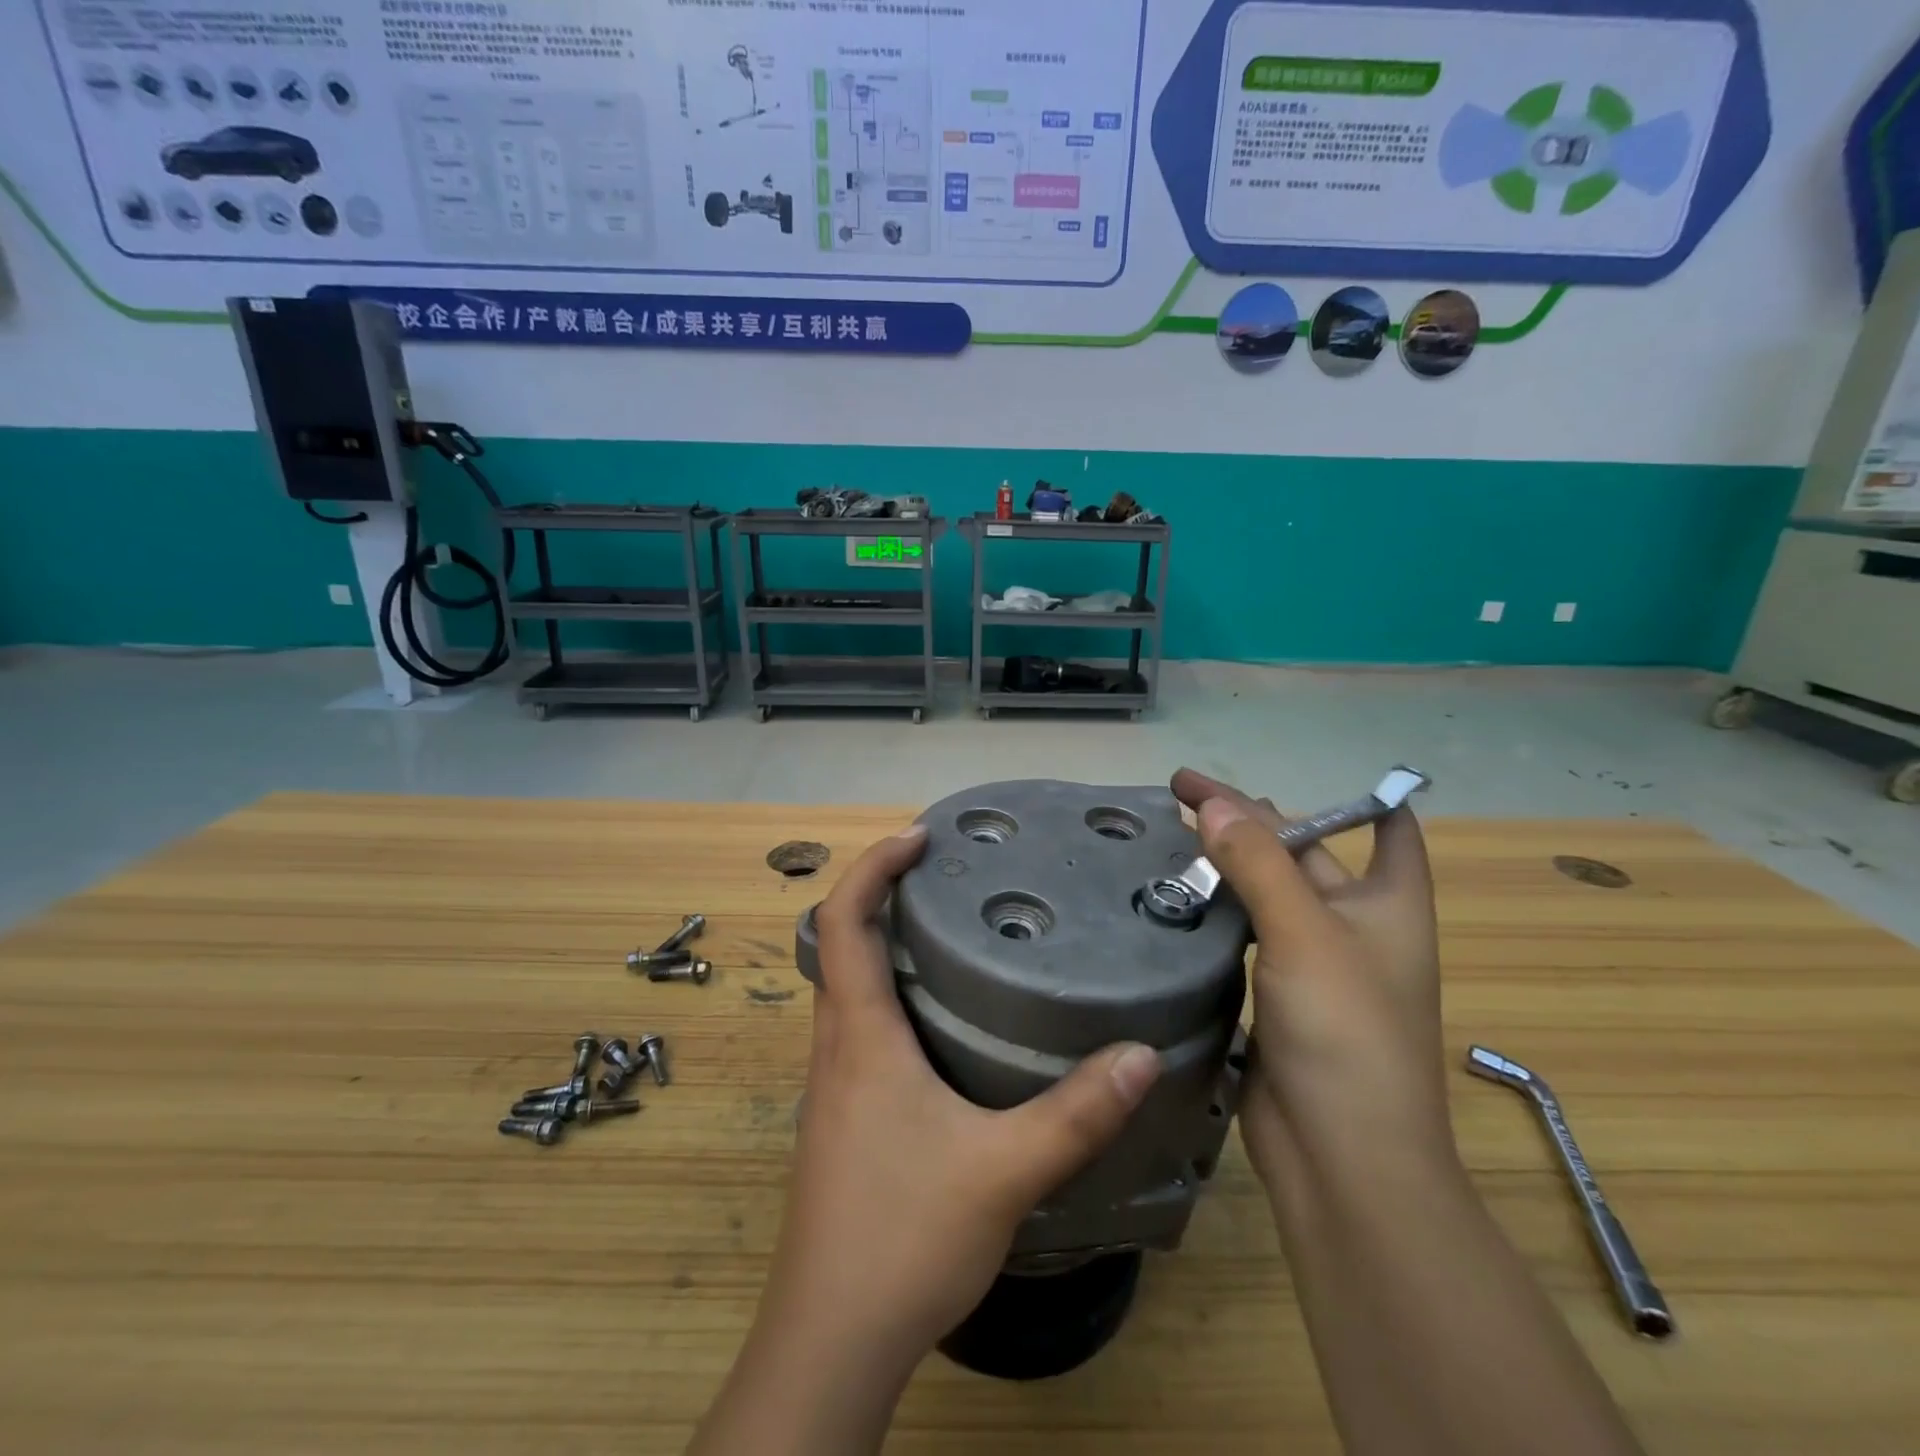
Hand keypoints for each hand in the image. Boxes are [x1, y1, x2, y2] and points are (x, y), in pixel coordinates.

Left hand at [757, 823, 1162, 1368]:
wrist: (832, 1338)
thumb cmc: (902, 1235)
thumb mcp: (1003, 1171)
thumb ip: (1076, 1113)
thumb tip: (1141, 1053)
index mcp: (860, 1035)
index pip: (842, 921)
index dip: (872, 866)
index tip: (918, 837)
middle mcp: (836, 1046)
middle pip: (841, 944)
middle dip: (883, 894)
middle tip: (947, 874)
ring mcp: (833, 1083)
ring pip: (848, 987)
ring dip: (886, 945)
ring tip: (952, 931)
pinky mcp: (843, 1116)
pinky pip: (859, 1028)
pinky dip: (890, 995)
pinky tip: (944, 1021)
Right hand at [1169, 770, 1454, 1190]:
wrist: (1342, 1160)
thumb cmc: (1347, 1033)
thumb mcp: (1305, 934)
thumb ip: (1258, 863)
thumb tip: (1215, 804)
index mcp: (1388, 903)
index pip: (1390, 831)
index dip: (1360, 798)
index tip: (1302, 773)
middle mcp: (1354, 926)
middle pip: (1302, 853)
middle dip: (1251, 821)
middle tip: (1182, 794)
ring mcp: (1311, 964)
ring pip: (1265, 895)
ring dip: (1225, 866)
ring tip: (1169, 834)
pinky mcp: (1273, 995)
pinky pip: (1242, 936)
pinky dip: (1213, 911)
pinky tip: (1173, 897)